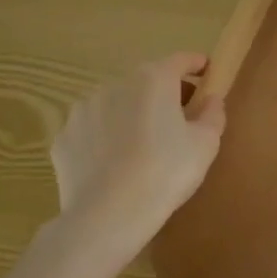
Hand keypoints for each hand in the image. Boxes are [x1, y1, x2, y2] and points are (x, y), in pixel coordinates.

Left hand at [50, 52, 225, 255]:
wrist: (106, 217)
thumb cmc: (165, 172)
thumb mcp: (205, 144)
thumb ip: (213, 114)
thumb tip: (210, 100)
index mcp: (153, 80)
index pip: (181, 60)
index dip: (197, 65)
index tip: (208, 74)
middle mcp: (115, 85)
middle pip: (148, 81)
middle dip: (166, 93)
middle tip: (182, 118)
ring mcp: (83, 111)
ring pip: (117, 104)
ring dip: (133, 114)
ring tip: (144, 145)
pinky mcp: (64, 139)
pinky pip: (93, 130)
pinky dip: (106, 138)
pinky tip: (115, 164)